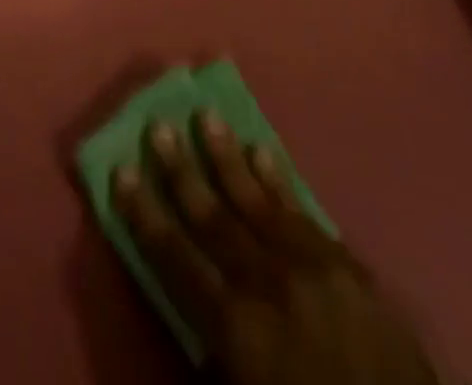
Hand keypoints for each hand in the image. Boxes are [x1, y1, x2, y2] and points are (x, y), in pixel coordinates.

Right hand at [115, 112, 437, 384]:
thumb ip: (214, 354)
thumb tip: (188, 307)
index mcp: (238, 330)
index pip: (176, 259)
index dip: (146, 215)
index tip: (122, 171)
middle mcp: (269, 286)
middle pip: (214, 218)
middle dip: (181, 171)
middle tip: (159, 125)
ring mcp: (313, 270)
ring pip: (258, 202)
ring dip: (227, 159)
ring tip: (207, 116)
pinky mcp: (349, 269)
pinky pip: (304, 214)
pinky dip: (279, 181)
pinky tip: (263, 152)